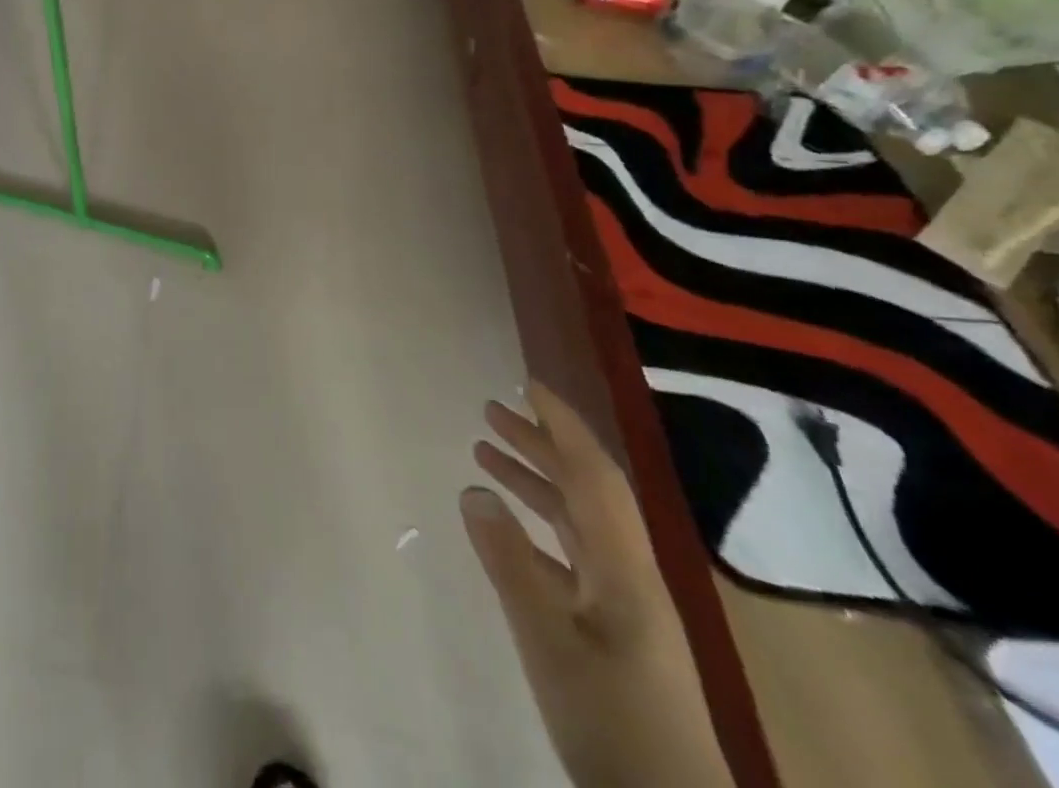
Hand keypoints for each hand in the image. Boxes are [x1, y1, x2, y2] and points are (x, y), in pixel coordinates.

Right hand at [461, 382, 735, 787]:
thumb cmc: (610, 720)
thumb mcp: (548, 639)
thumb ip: (509, 562)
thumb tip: (473, 489)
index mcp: (624, 568)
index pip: (592, 476)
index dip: (562, 425)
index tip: (527, 385)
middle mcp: (629, 574)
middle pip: (585, 490)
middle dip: (540, 445)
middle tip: (490, 411)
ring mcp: (624, 604)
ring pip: (577, 521)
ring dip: (535, 482)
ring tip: (485, 454)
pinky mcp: (614, 631)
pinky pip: (571, 555)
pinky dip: (536, 528)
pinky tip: (504, 529)